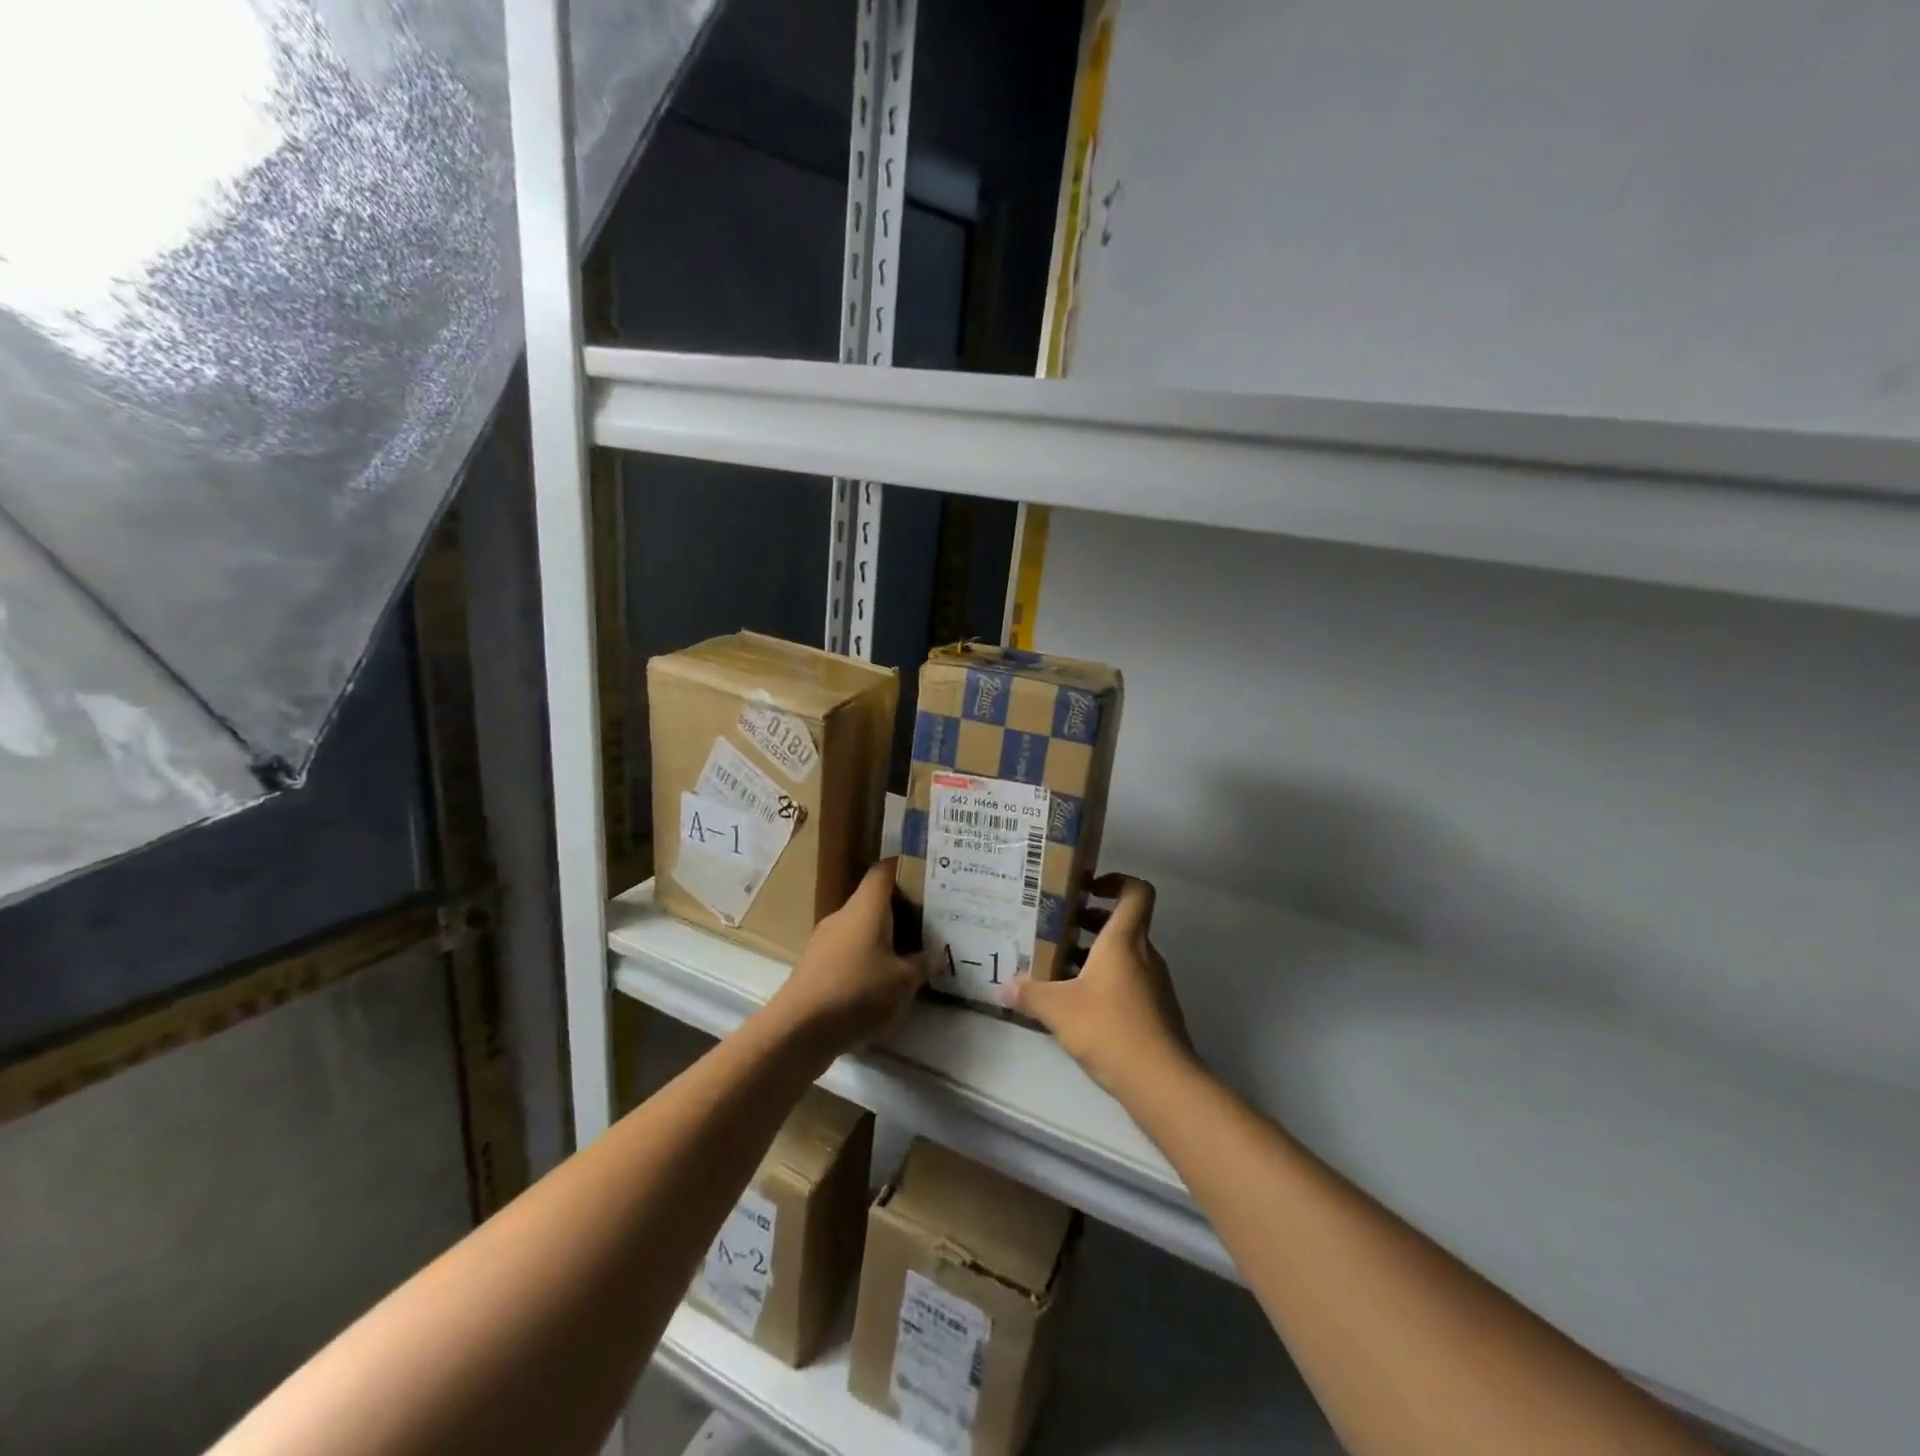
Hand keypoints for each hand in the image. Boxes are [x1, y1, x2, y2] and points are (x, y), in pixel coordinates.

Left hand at [767, 859, 924, 1058]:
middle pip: (873, 901)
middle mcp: (843, 916)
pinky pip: (847, 952)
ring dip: (882, 939)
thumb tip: (937, 953)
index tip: (926, 877)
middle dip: (900, 910)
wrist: (798, 1030)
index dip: (904, 868)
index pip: (884, 871)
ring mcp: (824, 941)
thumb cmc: (857, 993)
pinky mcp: (814, 966)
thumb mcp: (903, 982)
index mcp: (866, 907)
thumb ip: (923, 964)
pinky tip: (879, 984)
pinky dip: (865, 960)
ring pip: (860, 928)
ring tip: (908, 956)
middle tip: (927, 923)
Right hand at [1002, 873, 1194, 1096]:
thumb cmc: (1110, 1028)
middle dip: (1090, 923)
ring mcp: (1155, 984)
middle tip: (1056, 930)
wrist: (1161, 1082)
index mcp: (1124, 940)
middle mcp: (1144, 954)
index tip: (1087, 889)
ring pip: (1124, 956)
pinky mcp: (1156, 1011)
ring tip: (1059, 969)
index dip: (1115, 881)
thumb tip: (1005, 988)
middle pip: (1123, 923)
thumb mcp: (1058, 1009)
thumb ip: (1030, 994)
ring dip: (1094, 956)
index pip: (1135, 891)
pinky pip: (1129, 982)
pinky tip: (1078, 1006)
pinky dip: (1105, 983)